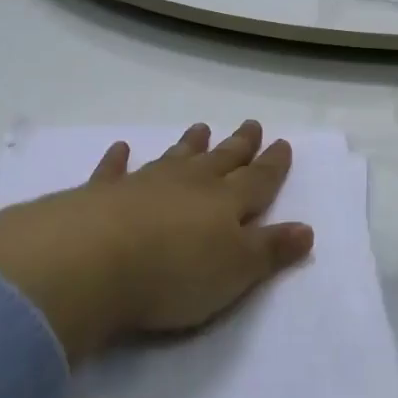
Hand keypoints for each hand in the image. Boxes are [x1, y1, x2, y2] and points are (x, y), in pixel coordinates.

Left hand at [0, 122, 313, 362]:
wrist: (91, 262)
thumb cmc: (173, 273)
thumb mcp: (235, 271)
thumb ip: (270, 250)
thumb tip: (307, 229)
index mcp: (225, 203)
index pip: (257, 180)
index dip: (272, 164)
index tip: (282, 143)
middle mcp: (188, 185)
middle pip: (220, 161)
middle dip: (238, 145)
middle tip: (251, 123)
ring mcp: (143, 185)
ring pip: (174, 158)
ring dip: (189, 144)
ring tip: (201, 127)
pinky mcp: (100, 195)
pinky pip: (113, 171)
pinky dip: (118, 159)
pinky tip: (121, 148)